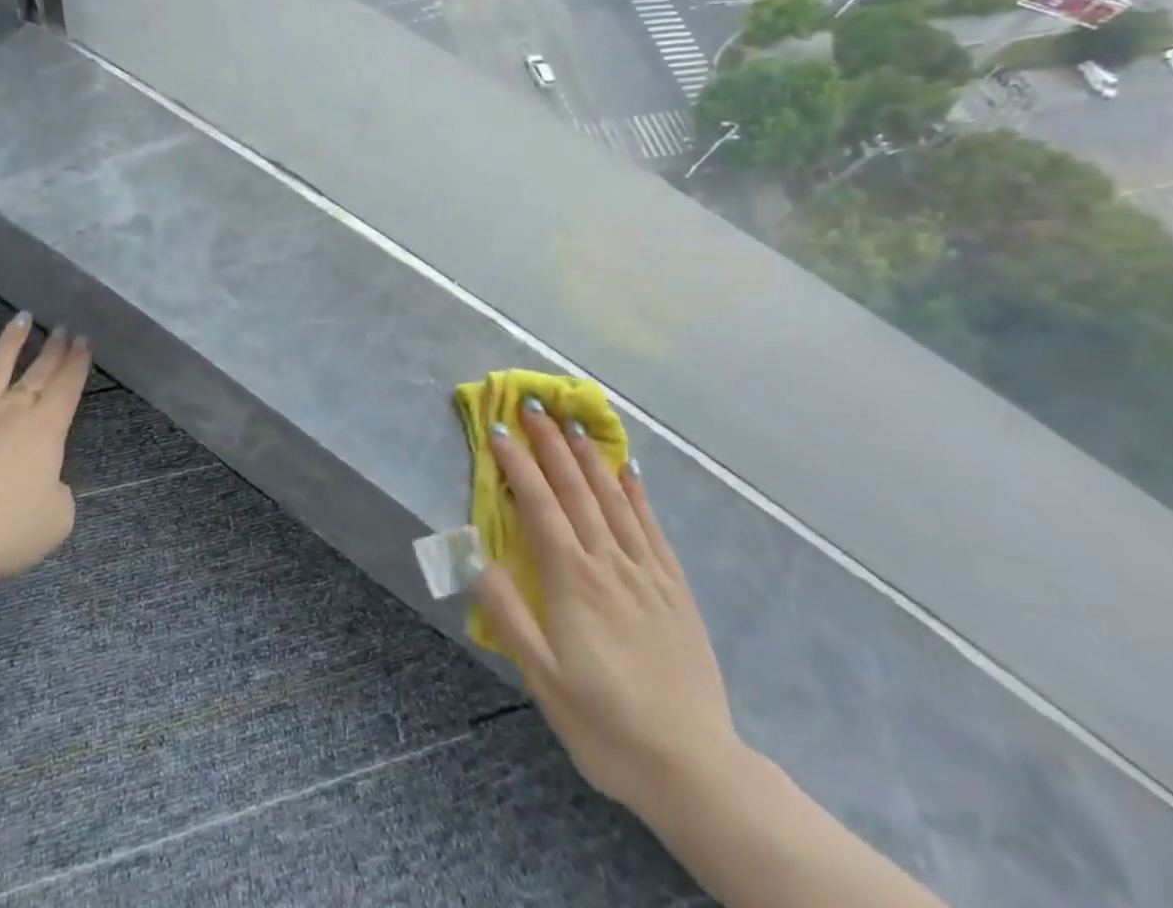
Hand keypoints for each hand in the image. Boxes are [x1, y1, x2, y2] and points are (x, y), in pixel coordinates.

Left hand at [0, 313, 91, 592]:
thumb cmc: (2, 532)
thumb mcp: (56, 521)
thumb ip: (59, 496)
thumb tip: (47, 484)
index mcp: (45, 431)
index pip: (67, 387)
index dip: (78, 363)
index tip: (84, 339)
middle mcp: (9, 413)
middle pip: (37, 374)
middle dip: (54, 350)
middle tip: (64, 326)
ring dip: (9, 343)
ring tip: (22, 318)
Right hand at [474, 396, 740, 817]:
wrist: (693, 767)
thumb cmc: (606, 725)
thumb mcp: (543, 680)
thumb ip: (509, 616)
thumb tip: (478, 561)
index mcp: (573, 580)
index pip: (539, 505)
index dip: (517, 464)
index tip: (498, 430)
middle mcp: (609, 562)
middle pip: (575, 489)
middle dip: (551, 443)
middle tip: (533, 405)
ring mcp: (646, 570)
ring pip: (613, 498)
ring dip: (589, 456)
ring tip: (572, 423)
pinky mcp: (674, 586)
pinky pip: (652, 525)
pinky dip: (636, 491)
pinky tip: (628, 468)